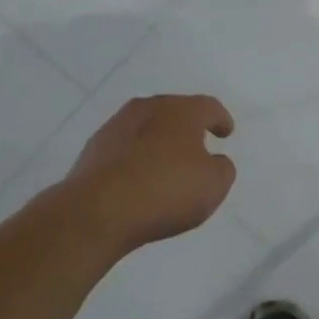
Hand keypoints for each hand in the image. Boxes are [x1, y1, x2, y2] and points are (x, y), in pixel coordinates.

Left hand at [56, 95, 236, 255]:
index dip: (221, 119)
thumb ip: (222, 168)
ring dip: (158, 140)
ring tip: (165, 163)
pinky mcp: (93, 148)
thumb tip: (214, 161)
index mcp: (182, 111)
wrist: (96, 211)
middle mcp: (149, 108)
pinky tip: (138, 177)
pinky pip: (124, 147)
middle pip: (174, 111)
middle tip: (197, 144)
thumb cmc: (165, 191)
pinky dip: (135, 156)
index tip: (226, 132)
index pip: (208, 107)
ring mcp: (117, 126)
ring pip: (146, 127)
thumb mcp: (213, 186)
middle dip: (187, 126)